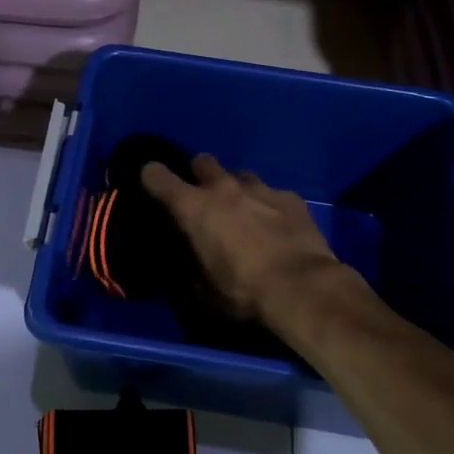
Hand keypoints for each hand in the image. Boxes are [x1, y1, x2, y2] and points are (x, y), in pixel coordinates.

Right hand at [140, 154, 348, 324]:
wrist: (302, 287)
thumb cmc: (243, 291)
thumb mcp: (204, 291)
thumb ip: (188, 269)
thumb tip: (183, 264)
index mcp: (193, 208)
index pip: (156, 176)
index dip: (151, 177)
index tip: (152, 185)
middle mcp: (223, 188)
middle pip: (202, 161)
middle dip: (199, 176)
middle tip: (203, 199)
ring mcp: (260, 188)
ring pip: (240, 175)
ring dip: (236, 189)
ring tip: (243, 212)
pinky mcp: (290, 197)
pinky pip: (272, 192)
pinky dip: (268, 204)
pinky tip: (276, 224)